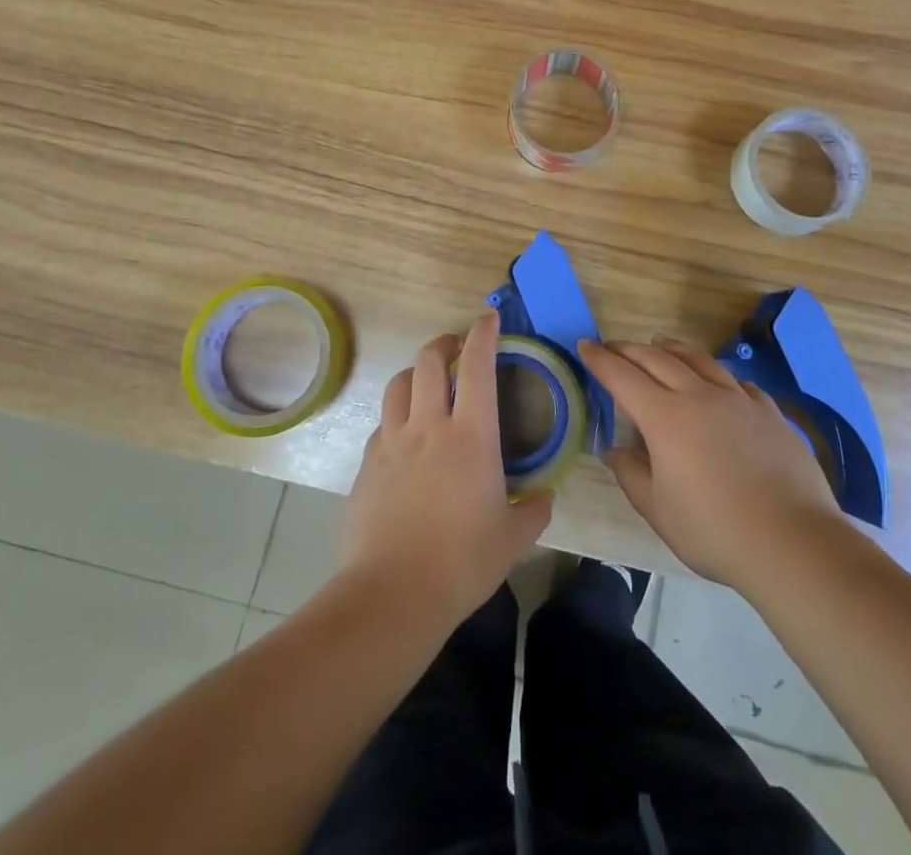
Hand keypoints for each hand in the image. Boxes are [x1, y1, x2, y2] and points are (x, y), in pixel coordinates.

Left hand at [340, 311, 552, 630]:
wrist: (392, 593)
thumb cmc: (462, 561)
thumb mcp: (512, 540)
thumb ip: (532, 512)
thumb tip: (543, 498)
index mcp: (470, 434)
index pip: (476, 365)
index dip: (483, 333)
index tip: (488, 317)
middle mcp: (428, 425)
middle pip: (428, 360)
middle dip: (444, 343)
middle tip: (455, 348)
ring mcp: (392, 442)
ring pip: (398, 384)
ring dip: (415, 373)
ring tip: (426, 383)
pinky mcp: (367, 464)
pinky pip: (383, 424)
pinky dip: (397, 416)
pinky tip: (405, 438)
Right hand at [579, 337, 840, 590]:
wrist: (793, 541)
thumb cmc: (714, 530)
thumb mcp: (658, 510)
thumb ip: (631, 474)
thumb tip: (614, 450)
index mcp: (665, 417)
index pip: (622, 376)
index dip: (600, 359)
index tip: (584, 346)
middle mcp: (699, 395)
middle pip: (658, 358)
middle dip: (630, 349)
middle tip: (613, 346)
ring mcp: (738, 400)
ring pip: (699, 360)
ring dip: (673, 348)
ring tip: (660, 344)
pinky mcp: (769, 413)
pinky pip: (737, 382)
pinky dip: (718, 375)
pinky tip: (719, 383)